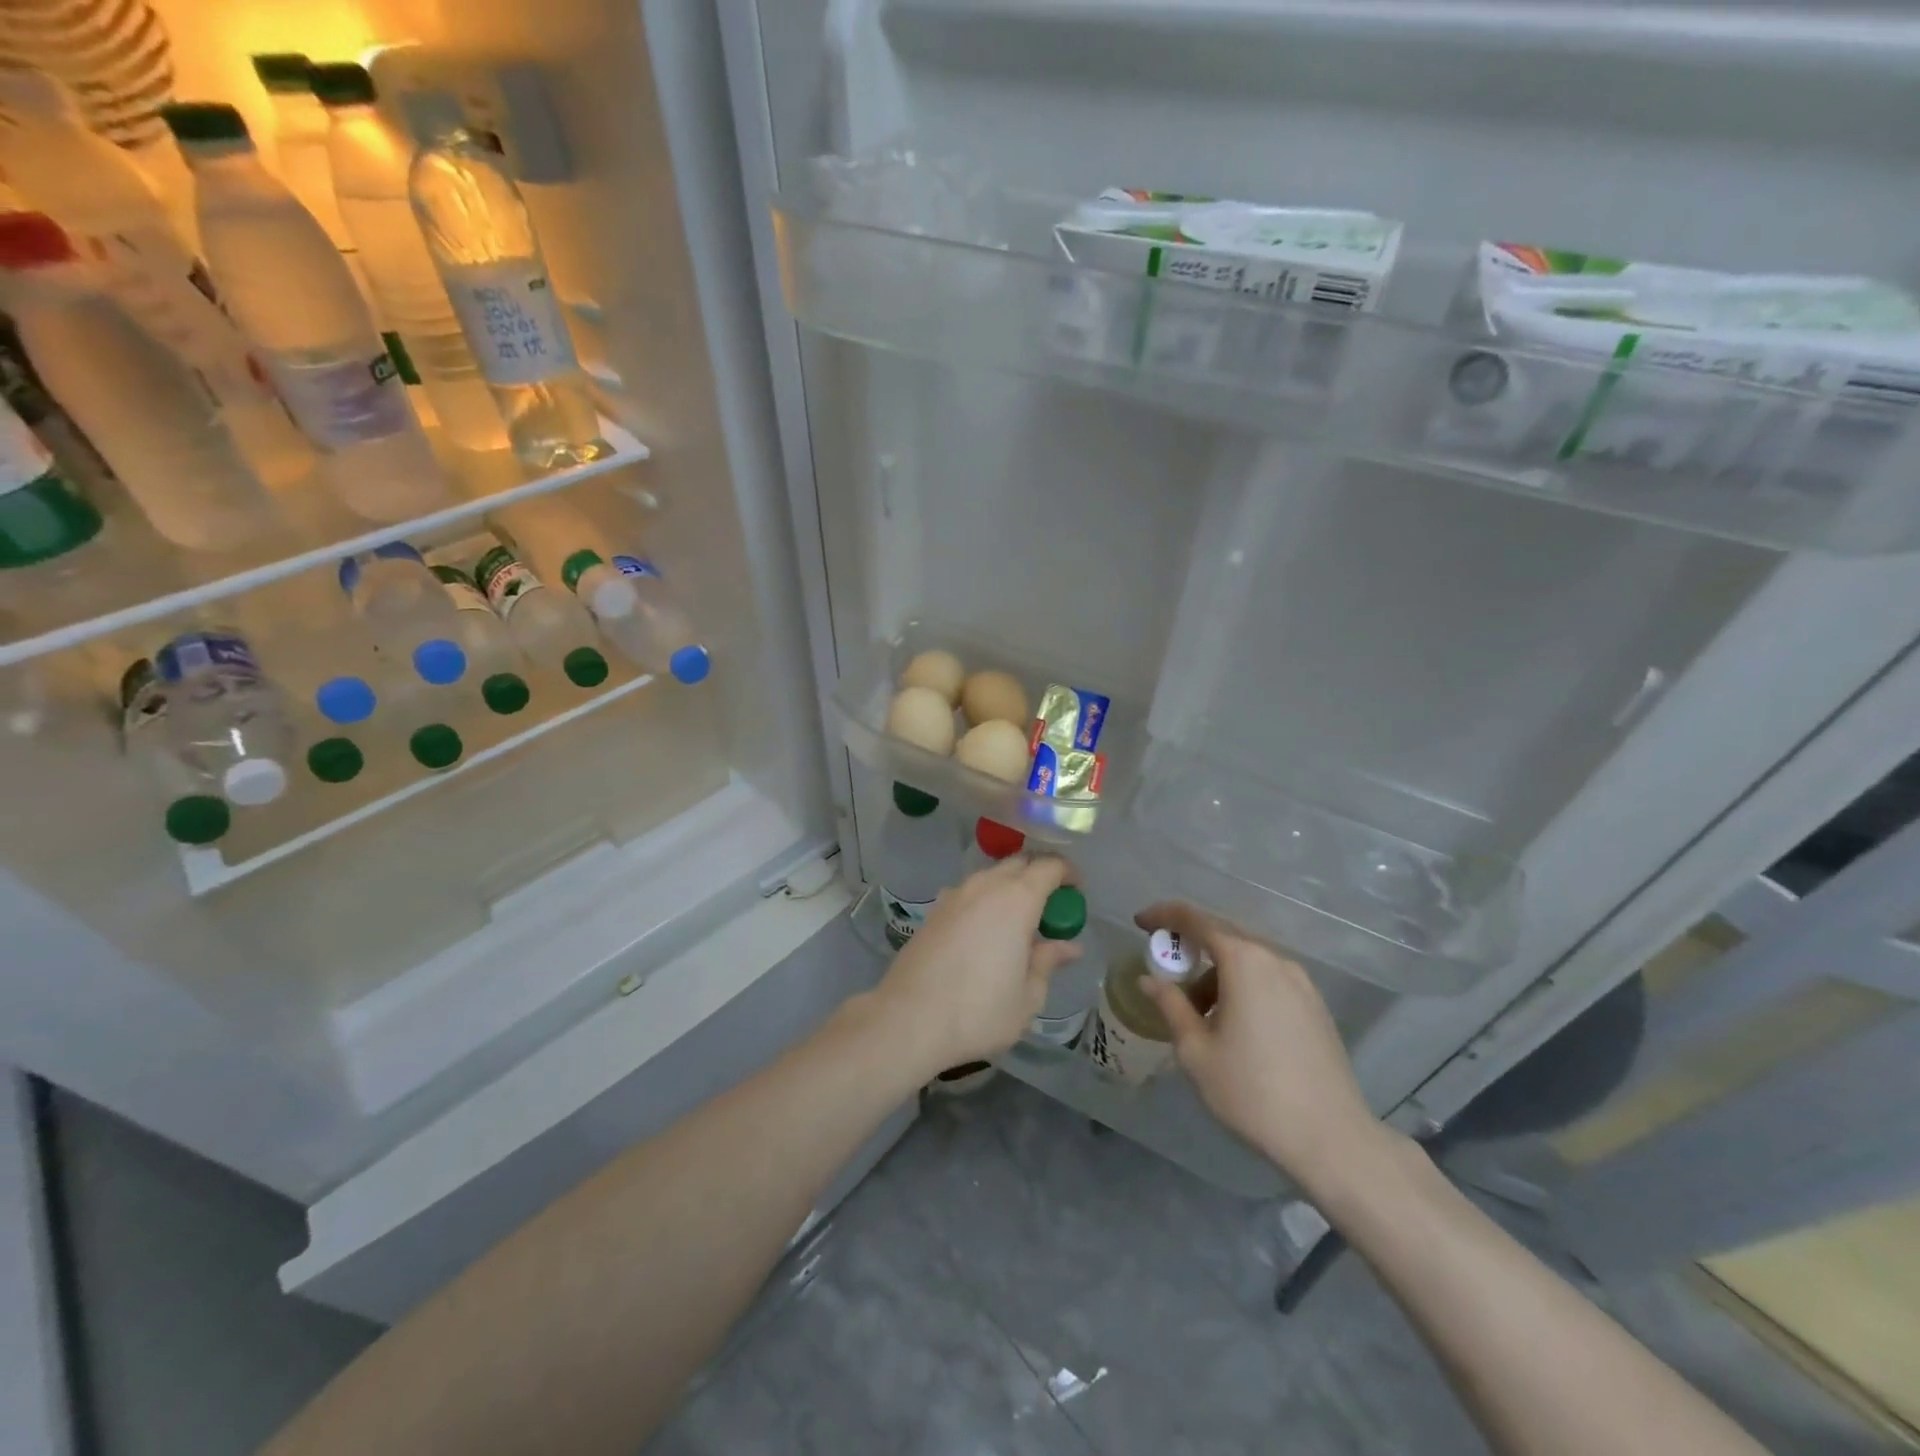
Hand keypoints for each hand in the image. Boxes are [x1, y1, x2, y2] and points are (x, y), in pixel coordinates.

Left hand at [871, 855, 1082, 1078]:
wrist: (908, 1018)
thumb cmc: (978, 1011)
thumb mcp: (1027, 996)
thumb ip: (1047, 962)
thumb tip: (1068, 946)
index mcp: (1016, 899)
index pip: (1049, 866)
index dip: (1067, 873)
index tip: (1077, 892)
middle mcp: (985, 886)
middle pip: (1019, 863)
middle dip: (1039, 876)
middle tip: (1051, 907)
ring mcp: (955, 895)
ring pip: (991, 876)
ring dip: (1010, 888)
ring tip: (1019, 922)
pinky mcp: (934, 910)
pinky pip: (969, 893)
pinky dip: (986, 900)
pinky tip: (986, 932)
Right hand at [1134, 902, 1386, 1189]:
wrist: (1332, 1139)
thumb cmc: (1252, 1092)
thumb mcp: (1196, 1051)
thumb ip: (1171, 1005)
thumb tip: (1150, 980)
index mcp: (1244, 961)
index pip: (1196, 920)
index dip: (1164, 915)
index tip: (1139, 922)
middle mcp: (1274, 960)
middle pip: (1224, 933)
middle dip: (1190, 942)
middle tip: (1164, 963)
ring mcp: (1301, 982)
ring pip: (1248, 958)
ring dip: (1216, 970)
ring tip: (1198, 1010)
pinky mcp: (1315, 1005)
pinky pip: (1268, 977)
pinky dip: (1242, 983)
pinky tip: (1233, 1021)